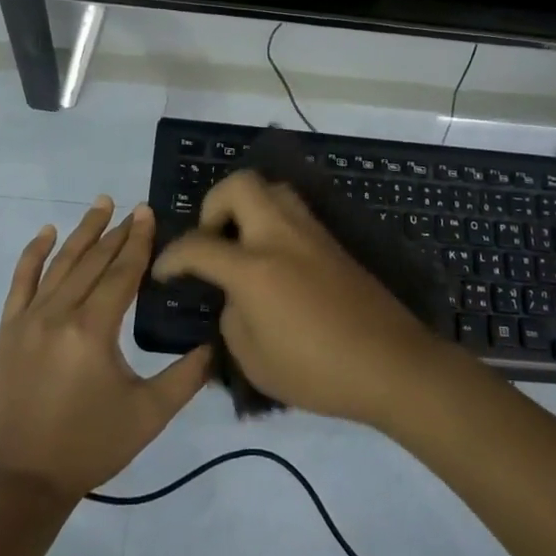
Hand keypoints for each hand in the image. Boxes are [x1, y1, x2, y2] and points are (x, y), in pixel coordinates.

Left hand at [0, 198, 211, 504]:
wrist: (19, 482)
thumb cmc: (89, 447)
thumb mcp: (148, 415)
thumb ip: (186, 377)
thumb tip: (215, 345)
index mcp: (94, 328)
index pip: (122, 272)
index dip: (138, 241)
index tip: (148, 212)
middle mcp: (60, 312)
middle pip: (93, 261)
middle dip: (116, 232)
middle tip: (133, 208)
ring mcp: (29, 319)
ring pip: (61, 263)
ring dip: (82, 232)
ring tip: (100, 205)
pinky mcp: (8, 330)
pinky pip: (21, 281)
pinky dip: (34, 254)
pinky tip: (46, 233)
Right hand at [150, 172, 450, 426]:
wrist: (391, 364)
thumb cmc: (317, 371)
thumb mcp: (254, 359)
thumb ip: (232, 317)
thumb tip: (236, 295)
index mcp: (254, 267)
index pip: (198, 245)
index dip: (171, 257)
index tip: (163, 272)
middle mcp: (280, 236)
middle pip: (239, 185)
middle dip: (213, 204)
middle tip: (212, 239)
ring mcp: (311, 233)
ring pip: (272, 188)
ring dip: (247, 205)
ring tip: (242, 243)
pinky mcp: (332, 242)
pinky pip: (293, 210)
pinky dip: (272, 219)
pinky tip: (273, 258)